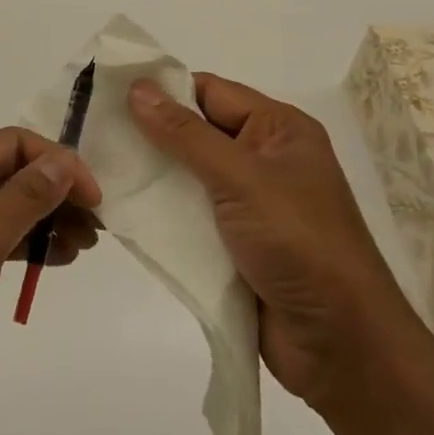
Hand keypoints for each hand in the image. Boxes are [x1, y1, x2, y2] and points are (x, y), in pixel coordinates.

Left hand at [0, 128, 101, 434]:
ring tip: (83, 248)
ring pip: (4, 210)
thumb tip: (62, 161)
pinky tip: (51, 264)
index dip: (57, 163)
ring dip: (45, 221)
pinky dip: (24, 248)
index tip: (94, 199)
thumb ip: (19, 202)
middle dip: (55, 193)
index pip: (10, 144)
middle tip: (96, 229)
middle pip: (9, 174)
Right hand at [128, 74, 409, 409]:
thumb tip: (137, 88)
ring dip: (151, 176)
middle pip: (196, 133)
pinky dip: (160, 213)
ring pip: (188, 176)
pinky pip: (190, 215)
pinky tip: (120, 209)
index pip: (211, 92)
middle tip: (92, 132)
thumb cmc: (298, 243)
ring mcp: (249, 204)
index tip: (108, 94)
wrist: (341, 346)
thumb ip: (186, 134)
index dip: (163, 90)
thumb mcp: (241, 178)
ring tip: (95, 168)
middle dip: (149, 134)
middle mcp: (264, 159)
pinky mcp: (234, 244)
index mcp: (279, 129)